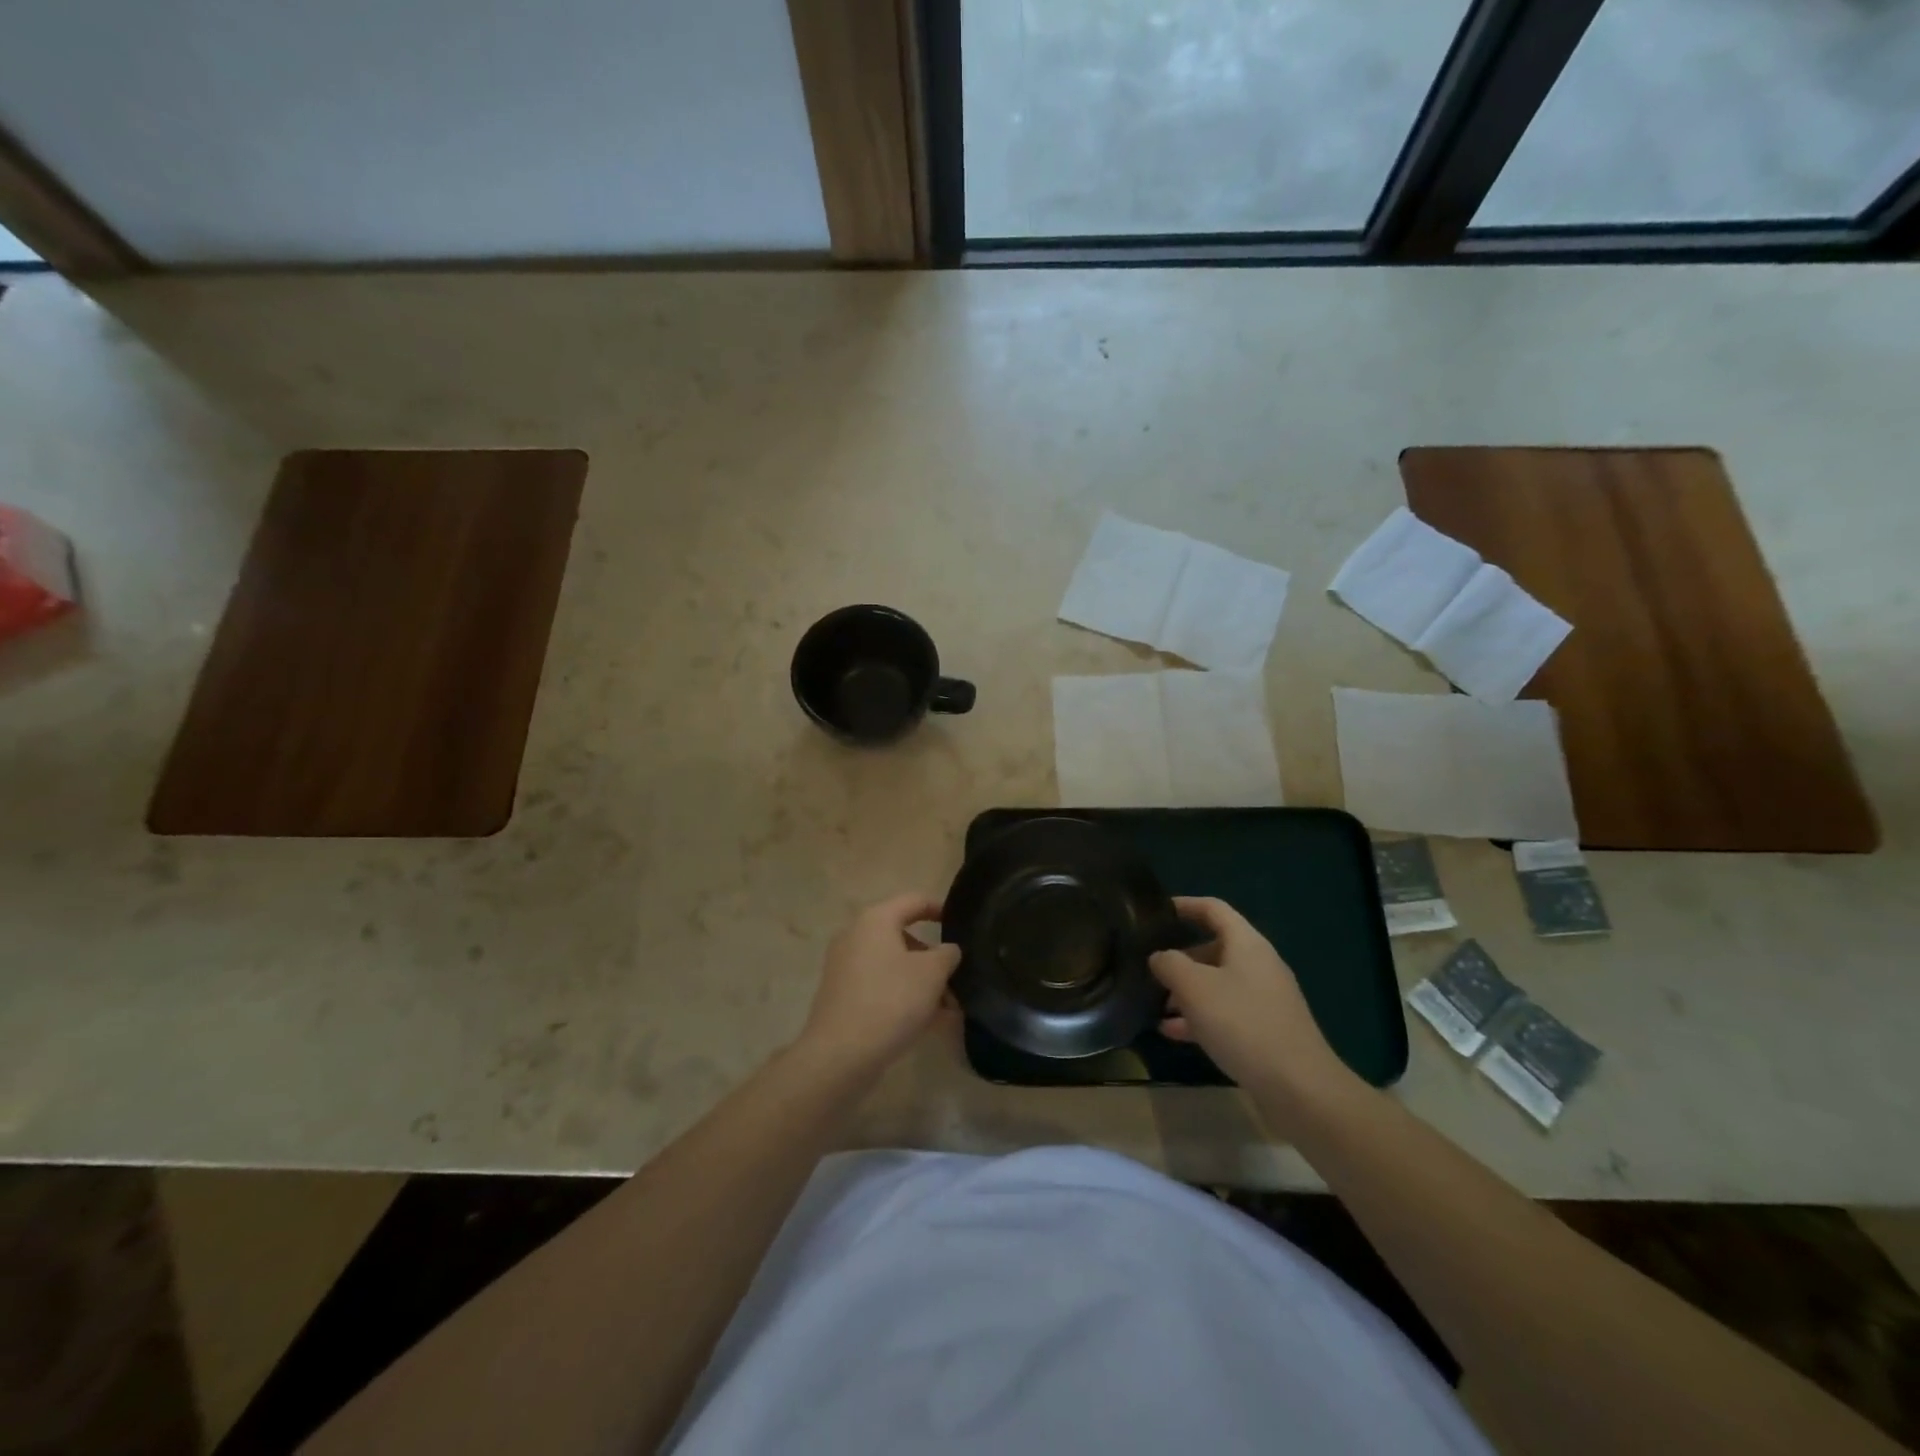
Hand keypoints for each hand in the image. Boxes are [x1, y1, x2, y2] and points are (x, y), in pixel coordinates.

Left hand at [798, 893, 960, 1074]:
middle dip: (933, 958)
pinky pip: (881, 986)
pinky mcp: (842, 996)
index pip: (913, 901)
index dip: (939, 908)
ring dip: (922, 982)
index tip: (960, 922)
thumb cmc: (891, 1000)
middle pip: (903, 937)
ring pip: (894, 966)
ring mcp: (845, 967)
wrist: (840, 1054)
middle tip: (958, 978)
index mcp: (875, 920)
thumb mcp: (932, 973)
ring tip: (949, 1009)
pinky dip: (903, 996)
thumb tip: (947, 950)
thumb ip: (947, 954)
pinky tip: (928, 1022)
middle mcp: (855, 936)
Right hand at [1150, 897, 1352, 1113]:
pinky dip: (1200, 1017)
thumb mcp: (1194, 988)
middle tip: (1150, 970)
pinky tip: (1173, 1033)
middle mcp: (1258, 965)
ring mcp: (1265, 999)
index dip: (1185, 905)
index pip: (1213, 909)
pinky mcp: (1266, 1030)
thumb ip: (1170, 964)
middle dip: (1180, 958)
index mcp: (1246, 944)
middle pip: (1213, 948)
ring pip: (1217, 984)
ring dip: (1187, 992)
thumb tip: (1159, 956)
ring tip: (1156, 1006)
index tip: (1157, 911)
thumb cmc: (1242, 1024)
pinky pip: (1226, 1012)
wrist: (1299, 1088)